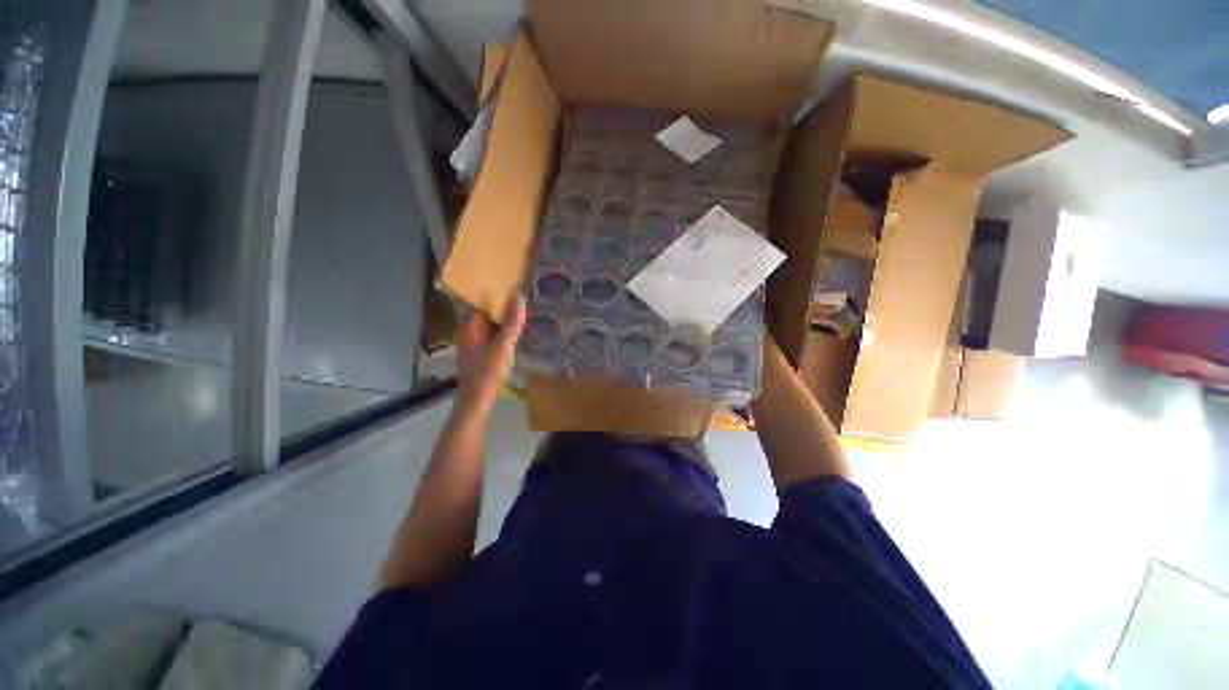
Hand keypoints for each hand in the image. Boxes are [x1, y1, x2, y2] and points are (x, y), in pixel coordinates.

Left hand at [456, 294, 525, 412]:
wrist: (476, 401)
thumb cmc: (488, 372)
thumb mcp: (503, 346)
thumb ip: (512, 323)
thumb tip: (519, 297)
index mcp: (470, 328)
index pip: (483, 305)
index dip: (499, 298)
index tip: (515, 291)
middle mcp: (469, 334)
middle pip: (487, 316)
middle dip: (504, 310)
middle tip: (524, 303)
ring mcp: (474, 346)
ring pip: (491, 328)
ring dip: (505, 323)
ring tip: (523, 316)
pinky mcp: (480, 356)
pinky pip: (493, 339)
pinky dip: (503, 335)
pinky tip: (516, 335)